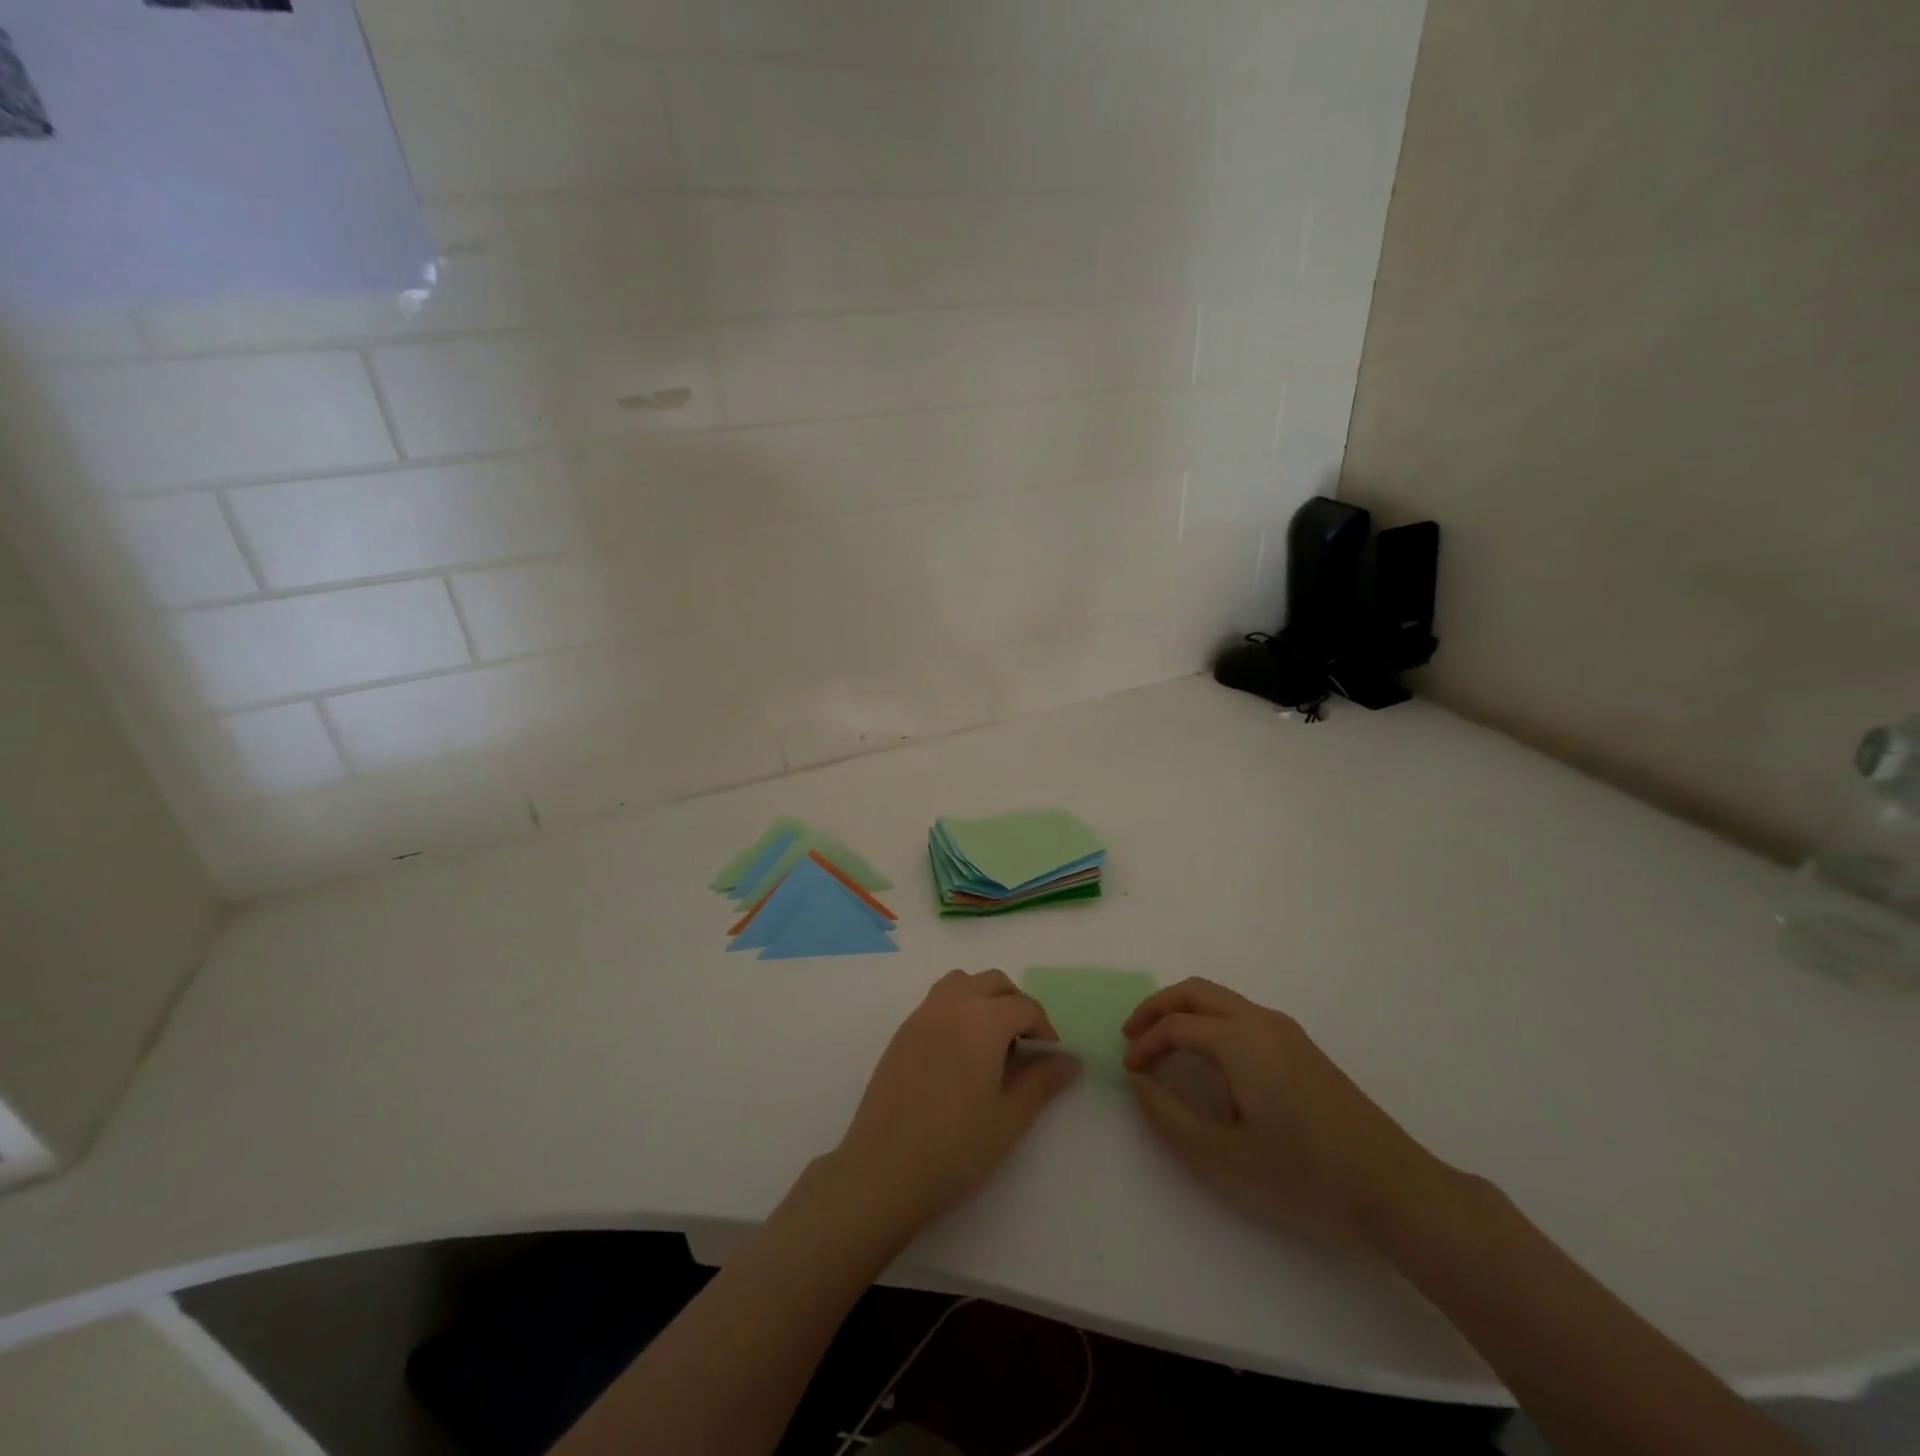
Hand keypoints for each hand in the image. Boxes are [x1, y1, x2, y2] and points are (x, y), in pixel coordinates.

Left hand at [834, 969, 1080, 1231]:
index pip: (1024, 1006)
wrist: (884, 1167)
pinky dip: (958, 1010)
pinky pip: (938, 1002)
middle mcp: (952, 1004)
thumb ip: (1043, 1081)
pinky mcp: (902, 1032)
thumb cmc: (955, 1145)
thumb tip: (1071, 1060)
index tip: (1050, 1059)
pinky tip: (960, 1055)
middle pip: (994, 983)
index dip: (1044, 1029)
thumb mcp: (1010, 1116)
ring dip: (984, 999)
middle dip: (1016, 1005)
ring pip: (962, 984)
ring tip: (992, 1043)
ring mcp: (922, 1014)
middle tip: (1025, 1047)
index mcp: (983, 1019)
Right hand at [1121, 978, 1444, 1243]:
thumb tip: (1140, 1083)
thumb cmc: (1304, 1174)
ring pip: (1220, 999)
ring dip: (1184, 1012)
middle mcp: (1261, 1021)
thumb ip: (1170, 1117)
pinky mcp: (1300, 1046)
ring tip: (1162, 1044)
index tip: (1128, 1072)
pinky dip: (1209, 1021)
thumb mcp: (1225, 1157)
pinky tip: (1206, 1057)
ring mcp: (1285, 1030)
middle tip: (1133, 1036)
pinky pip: (1240, 1014)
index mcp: (1240, 1040)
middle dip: (1157, 1008)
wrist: (1393, 1188)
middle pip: (1195, 992)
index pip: (1176, 1027)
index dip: (1145, 1045)